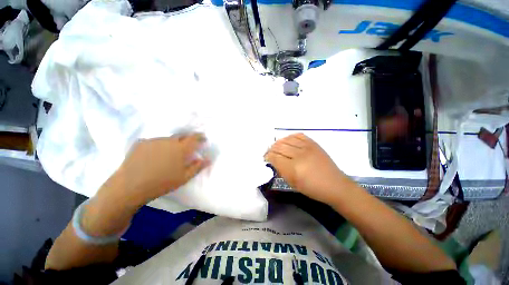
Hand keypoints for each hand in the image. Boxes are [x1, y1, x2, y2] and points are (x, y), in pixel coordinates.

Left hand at [98, 133, 208, 208]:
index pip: (194, 138)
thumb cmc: (162, 183)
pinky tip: (154, 155)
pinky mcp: (141, 143)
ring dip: (172, 143)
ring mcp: (154, 140)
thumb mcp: (184, 177)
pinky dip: (159, 145)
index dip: (200, 136)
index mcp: (181, 148)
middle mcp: (169, 141)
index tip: (203, 138)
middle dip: (187, 139)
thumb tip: (208, 159)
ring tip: (169, 153)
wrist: (130, 186)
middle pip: (181, 135)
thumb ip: (198, 167)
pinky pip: (155, 141)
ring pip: (168, 139)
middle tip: (187, 146)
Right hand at [265, 133, 350, 203]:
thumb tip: (274, 161)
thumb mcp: (293, 183)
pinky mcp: (313, 143)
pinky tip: (288, 141)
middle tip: (270, 152)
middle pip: (279, 146)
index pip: (275, 157)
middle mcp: (299, 155)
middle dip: (271, 149)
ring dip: (279, 142)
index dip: (268, 156)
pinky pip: (298, 135)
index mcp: (293, 169)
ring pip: (287, 139)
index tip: (266, 157)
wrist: (334, 184)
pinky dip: (290, 137)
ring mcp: (307, 147)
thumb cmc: (312, 188)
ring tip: (277, 146)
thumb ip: (281, 171)